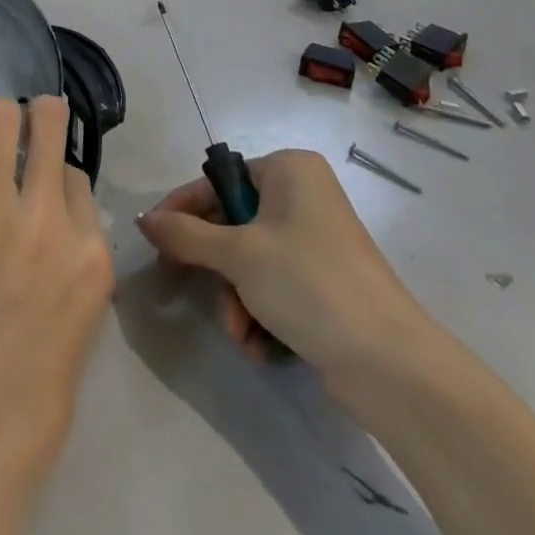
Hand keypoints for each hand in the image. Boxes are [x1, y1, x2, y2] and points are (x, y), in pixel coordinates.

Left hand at [0, 97, 110, 534]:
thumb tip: (60, 217)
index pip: (78, 176)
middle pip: (48, 126)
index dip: (60, 173)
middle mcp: (46, 220)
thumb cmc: (35, 396)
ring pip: (0, 124)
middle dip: (41, 111)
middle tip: (29, 115)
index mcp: (90, 252)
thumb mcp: (81, 321)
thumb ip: (75, 260)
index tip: (46, 183)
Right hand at [137, 148, 429, 380]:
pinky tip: (260, 346)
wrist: (390, 364)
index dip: (183, 208)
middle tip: (186, 287)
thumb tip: (144, 219)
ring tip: (240, 333)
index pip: (219, 180)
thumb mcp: (238, 255)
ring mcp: (318, 241)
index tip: (153, 237)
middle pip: (233, 223)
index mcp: (289, 170)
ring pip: (251, 261)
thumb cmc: (308, 283)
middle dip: (216, 268)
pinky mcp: (327, 282)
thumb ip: (185, 235)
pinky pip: (276, 286)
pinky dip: (261, 314)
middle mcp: (304, 196)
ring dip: (236, 300)